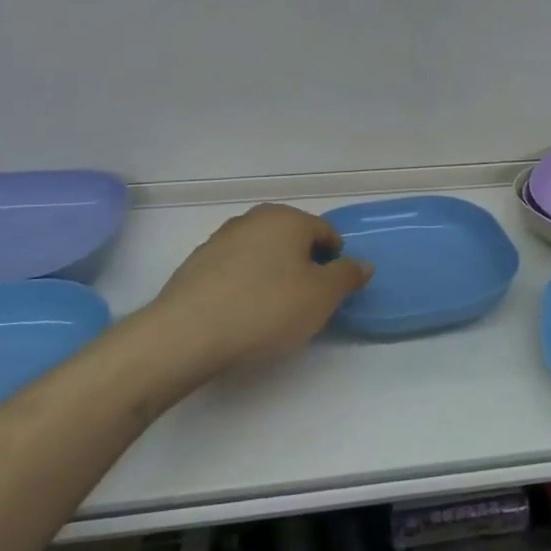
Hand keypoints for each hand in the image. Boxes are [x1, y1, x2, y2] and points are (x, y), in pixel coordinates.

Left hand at [141, 203, 372, 379]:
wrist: (189, 332)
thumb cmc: (266, 308)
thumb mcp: (322, 296)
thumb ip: (347, 276)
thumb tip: (362, 264)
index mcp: (288, 218)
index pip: (325, 232)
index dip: (336, 260)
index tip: (331, 291)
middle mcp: (254, 219)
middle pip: (292, 238)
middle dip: (303, 264)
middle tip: (305, 300)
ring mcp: (221, 238)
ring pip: (262, 252)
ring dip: (273, 272)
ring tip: (272, 309)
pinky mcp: (197, 263)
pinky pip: (235, 268)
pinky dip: (245, 283)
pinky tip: (242, 312)